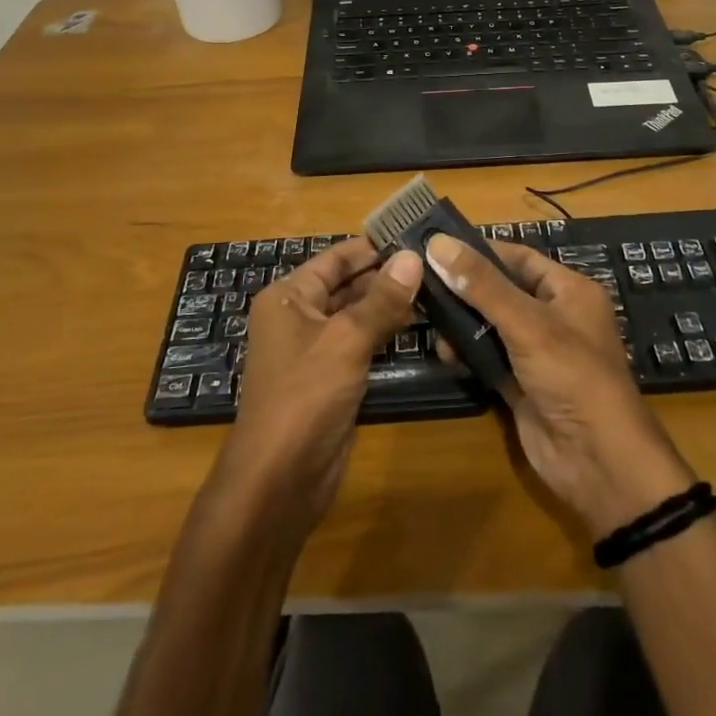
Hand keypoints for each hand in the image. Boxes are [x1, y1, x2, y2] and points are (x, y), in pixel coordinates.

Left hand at [211, 238, 419, 535]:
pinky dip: (386, 332)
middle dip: (387, 274)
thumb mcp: (346, 340)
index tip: (416, 234)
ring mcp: (315, 349)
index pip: (336, 258)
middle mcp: (298, 316)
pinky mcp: (331, 378)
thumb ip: (382, 299)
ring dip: (390, 303)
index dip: (373, 246)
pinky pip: (361, 343)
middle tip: (436, 262)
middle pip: (347, 284)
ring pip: (357, 315)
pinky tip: (420, 324)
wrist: (279, 480)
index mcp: (289, 296)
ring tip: (436, 287)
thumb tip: (413, 257)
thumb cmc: (305, 396)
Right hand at [425, 234, 695, 537]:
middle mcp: (554, 317)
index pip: (519, 258)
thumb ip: (482, 285)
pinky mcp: (520, 384)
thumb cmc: (572, 376)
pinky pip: (488, 358)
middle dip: (464, 287)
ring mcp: (536, 353)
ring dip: (461, 322)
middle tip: (419, 279)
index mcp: (569, 291)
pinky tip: (443, 352)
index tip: (436, 245)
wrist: (598, 462)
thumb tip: (438, 243)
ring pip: (491, 325)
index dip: (480, 250)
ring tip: (425, 315)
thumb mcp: (528, 323)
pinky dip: (466, 354)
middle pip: (501, 291)